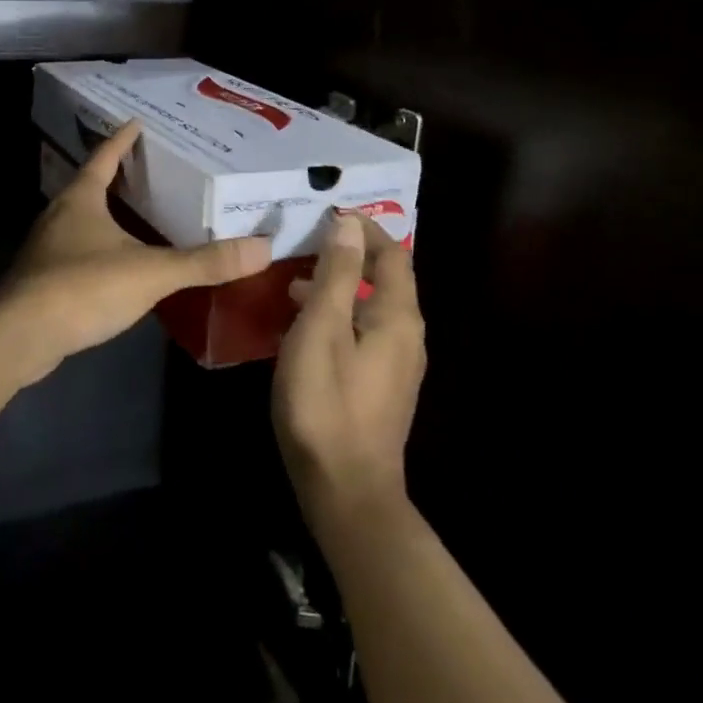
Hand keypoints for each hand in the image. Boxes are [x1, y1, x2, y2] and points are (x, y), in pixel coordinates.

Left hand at [0, 121, 271, 384]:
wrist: (20, 336)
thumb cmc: (83, 287)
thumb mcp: (151, 272)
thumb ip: (204, 262)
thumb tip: (263, 248)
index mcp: (81, 198)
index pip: (104, 156)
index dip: (122, 139)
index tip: (137, 123)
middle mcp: (59, 215)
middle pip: (89, 185)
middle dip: (116, 176)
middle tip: (147, 170)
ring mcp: (45, 248)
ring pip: (80, 219)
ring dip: (104, 213)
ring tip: (135, 214)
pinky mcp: (41, 279)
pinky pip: (74, 251)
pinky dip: (96, 247)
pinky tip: (115, 264)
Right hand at [273, 211, 425, 531]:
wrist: (345, 489)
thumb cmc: (327, 402)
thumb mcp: (322, 329)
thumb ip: (337, 274)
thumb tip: (348, 225)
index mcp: (398, 317)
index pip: (392, 255)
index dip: (365, 229)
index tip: (329, 213)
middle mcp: (407, 336)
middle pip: (385, 280)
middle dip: (350, 255)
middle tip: (307, 243)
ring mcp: (397, 365)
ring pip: (371, 308)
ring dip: (340, 287)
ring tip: (295, 282)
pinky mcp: (381, 387)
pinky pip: (363, 333)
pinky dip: (338, 316)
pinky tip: (304, 328)